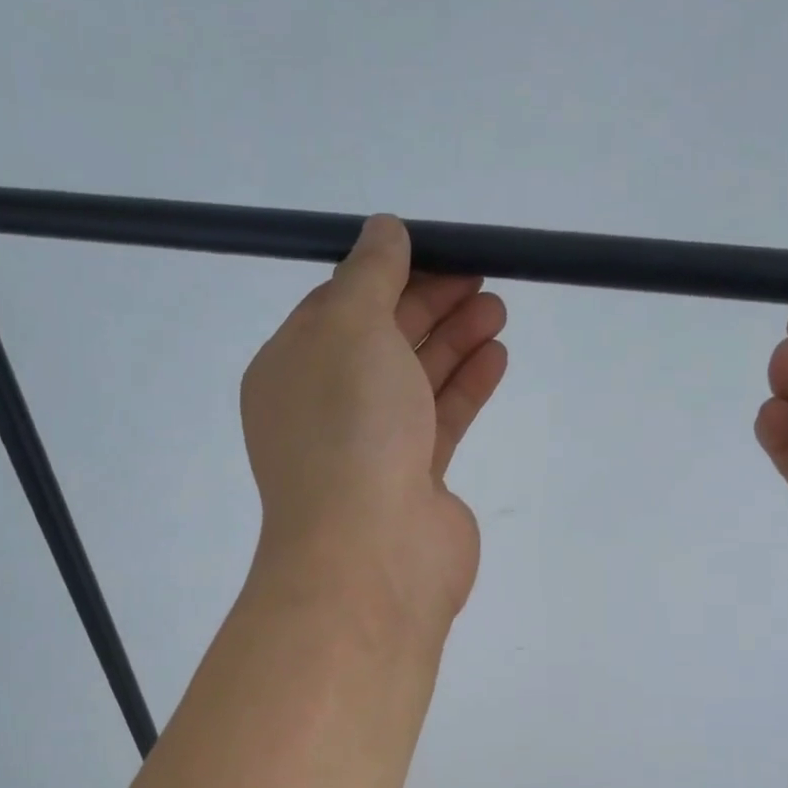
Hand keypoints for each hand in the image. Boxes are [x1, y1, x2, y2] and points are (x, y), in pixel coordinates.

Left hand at [241, 216, 507, 634]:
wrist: (371, 555)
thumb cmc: (348, 429)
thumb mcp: (349, 328)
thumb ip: (369, 275)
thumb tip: (384, 231)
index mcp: (291, 372)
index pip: (337, 308)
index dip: (388, 274)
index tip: (437, 250)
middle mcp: (325, 410)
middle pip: (381, 342)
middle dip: (430, 304)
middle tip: (482, 275)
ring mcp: (370, 450)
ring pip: (414, 382)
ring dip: (454, 342)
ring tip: (497, 309)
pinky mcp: (413, 483)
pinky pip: (439, 422)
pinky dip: (465, 386)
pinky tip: (496, 356)